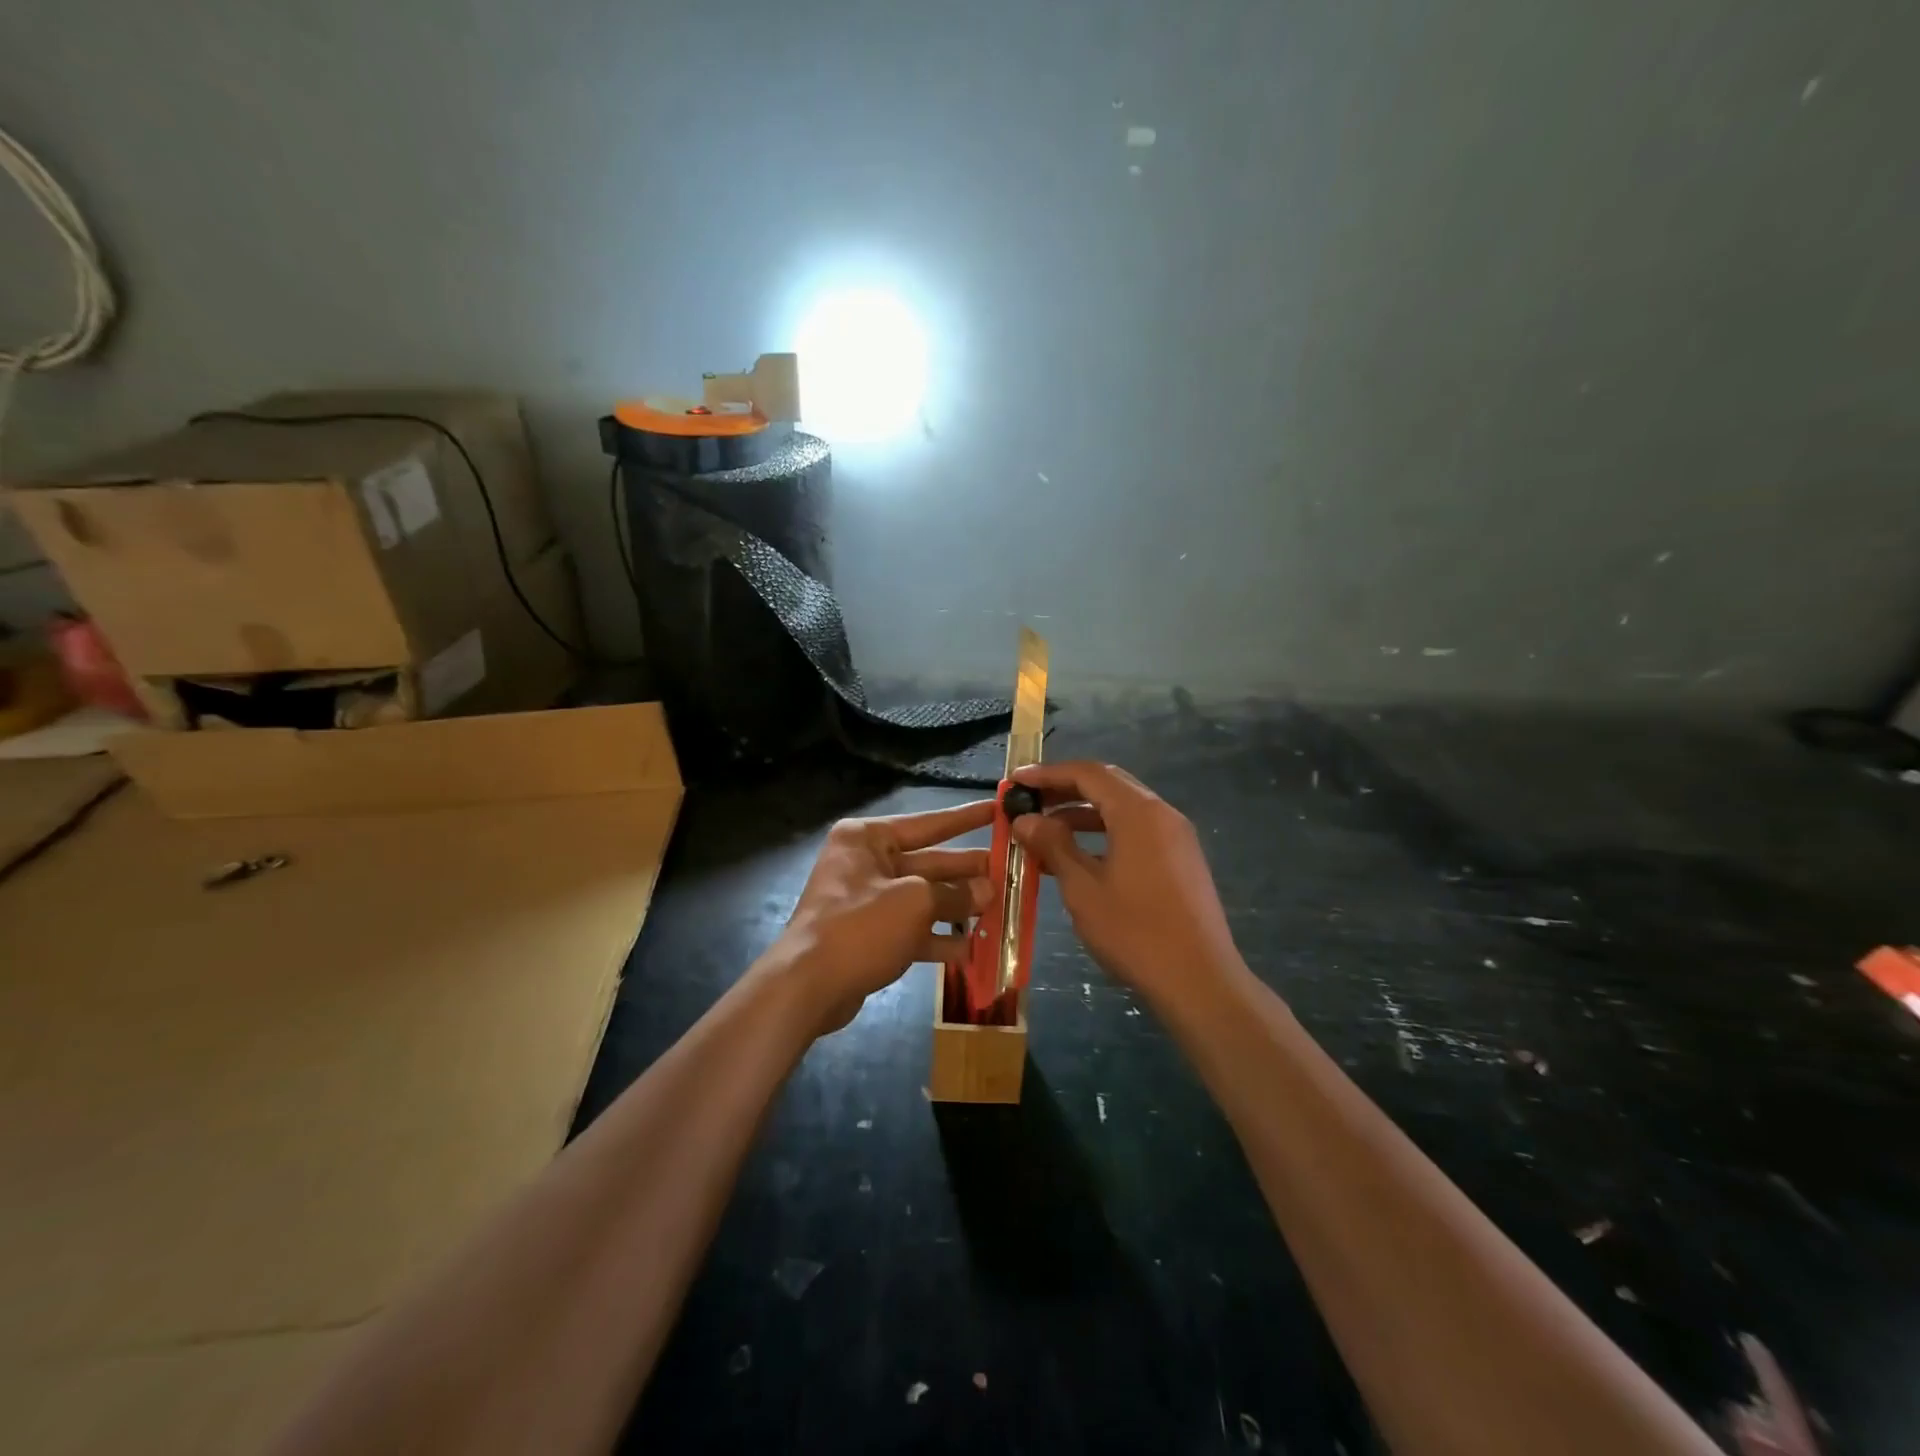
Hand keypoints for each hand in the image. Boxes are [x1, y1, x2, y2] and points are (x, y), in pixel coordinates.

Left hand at [767, 799, 994, 1034]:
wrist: (808, 986)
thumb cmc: (860, 927)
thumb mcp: (915, 903)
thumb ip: (954, 895)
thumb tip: (988, 891)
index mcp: (868, 839)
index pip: (928, 824)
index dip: (965, 819)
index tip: (997, 809)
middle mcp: (866, 863)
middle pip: (928, 863)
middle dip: (968, 871)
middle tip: (1010, 871)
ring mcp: (867, 901)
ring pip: (923, 899)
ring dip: (958, 907)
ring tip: (999, 911)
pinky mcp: (870, 936)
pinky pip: (912, 929)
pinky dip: (938, 938)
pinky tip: (972, 950)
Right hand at [1010, 761, 1241, 1004]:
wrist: (1199, 981)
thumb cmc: (1135, 932)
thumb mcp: (1083, 888)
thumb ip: (1054, 846)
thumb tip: (1026, 820)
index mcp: (1138, 812)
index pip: (1088, 773)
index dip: (1048, 773)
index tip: (1017, 782)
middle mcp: (1161, 814)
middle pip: (1107, 785)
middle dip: (1065, 790)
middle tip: (1029, 803)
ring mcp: (1176, 837)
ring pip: (1122, 810)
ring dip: (1082, 815)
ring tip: (1044, 834)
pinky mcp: (1181, 860)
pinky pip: (1136, 832)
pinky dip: (1104, 834)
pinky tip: (1078, 859)